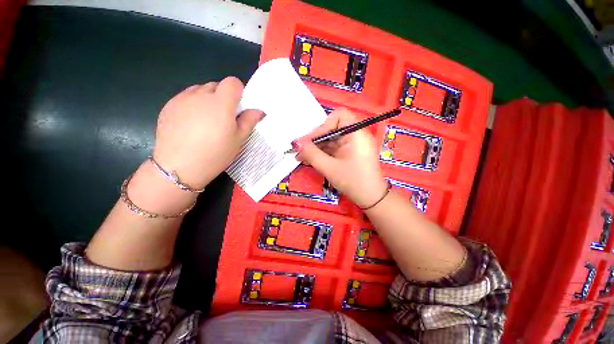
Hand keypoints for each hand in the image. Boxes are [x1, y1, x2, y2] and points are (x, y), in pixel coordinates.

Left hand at [152, 77, 262, 188]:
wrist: (179, 167)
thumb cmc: (215, 154)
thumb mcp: (238, 140)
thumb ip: (249, 121)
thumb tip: (258, 111)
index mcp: (221, 103)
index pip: (232, 82)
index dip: (238, 92)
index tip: (238, 107)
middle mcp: (200, 95)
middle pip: (216, 85)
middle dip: (223, 97)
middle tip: (224, 118)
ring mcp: (181, 99)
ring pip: (200, 90)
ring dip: (207, 100)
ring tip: (206, 121)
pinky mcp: (168, 106)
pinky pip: (185, 98)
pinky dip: (192, 105)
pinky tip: (191, 124)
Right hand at [294, 108, 387, 207]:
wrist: (371, 198)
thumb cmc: (353, 182)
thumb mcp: (329, 168)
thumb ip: (311, 154)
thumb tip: (296, 143)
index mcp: (357, 133)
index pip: (339, 116)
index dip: (323, 125)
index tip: (311, 140)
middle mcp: (356, 135)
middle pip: (332, 128)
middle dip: (315, 139)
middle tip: (301, 150)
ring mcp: (353, 144)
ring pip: (330, 139)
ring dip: (316, 147)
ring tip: (301, 157)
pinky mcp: (349, 152)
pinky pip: (333, 147)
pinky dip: (322, 152)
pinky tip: (310, 159)